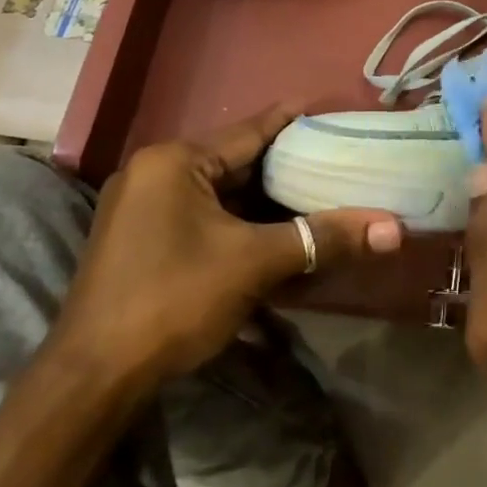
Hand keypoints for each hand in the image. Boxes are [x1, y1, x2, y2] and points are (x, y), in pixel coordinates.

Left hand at [55, 104, 403, 384]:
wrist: (93, 377)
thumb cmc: (173, 299)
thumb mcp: (254, 263)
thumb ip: (323, 238)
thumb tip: (392, 229)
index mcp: (174, 161)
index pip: (249, 130)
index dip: (293, 121)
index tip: (330, 109)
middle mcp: (154, 172)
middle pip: (235, 162)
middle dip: (285, 166)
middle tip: (336, 161)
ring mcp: (142, 207)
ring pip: (220, 193)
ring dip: (264, 199)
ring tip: (316, 193)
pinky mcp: (141, 239)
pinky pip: (202, 216)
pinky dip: (239, 222)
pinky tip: (273, 232)